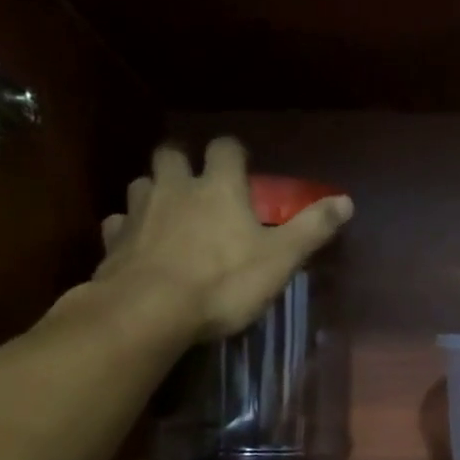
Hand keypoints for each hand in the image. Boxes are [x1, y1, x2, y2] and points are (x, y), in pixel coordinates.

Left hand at [94, 139, 352, 341]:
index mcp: (218, 187)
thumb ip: (312, 229)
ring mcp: (139, 212)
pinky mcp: (113, 242)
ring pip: (140, 184)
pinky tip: (134, 246)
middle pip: (171, 154)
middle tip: (193, 183)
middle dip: (182, 162)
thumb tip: (346, 201)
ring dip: (153, 192)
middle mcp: (175, 188)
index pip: (226, 148)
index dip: (233, 153)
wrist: (149, 311)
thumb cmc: (221, 283)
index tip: (240, 167)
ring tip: (164, 213)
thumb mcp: (279, 259)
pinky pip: (117, 225)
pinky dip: (126, 230)